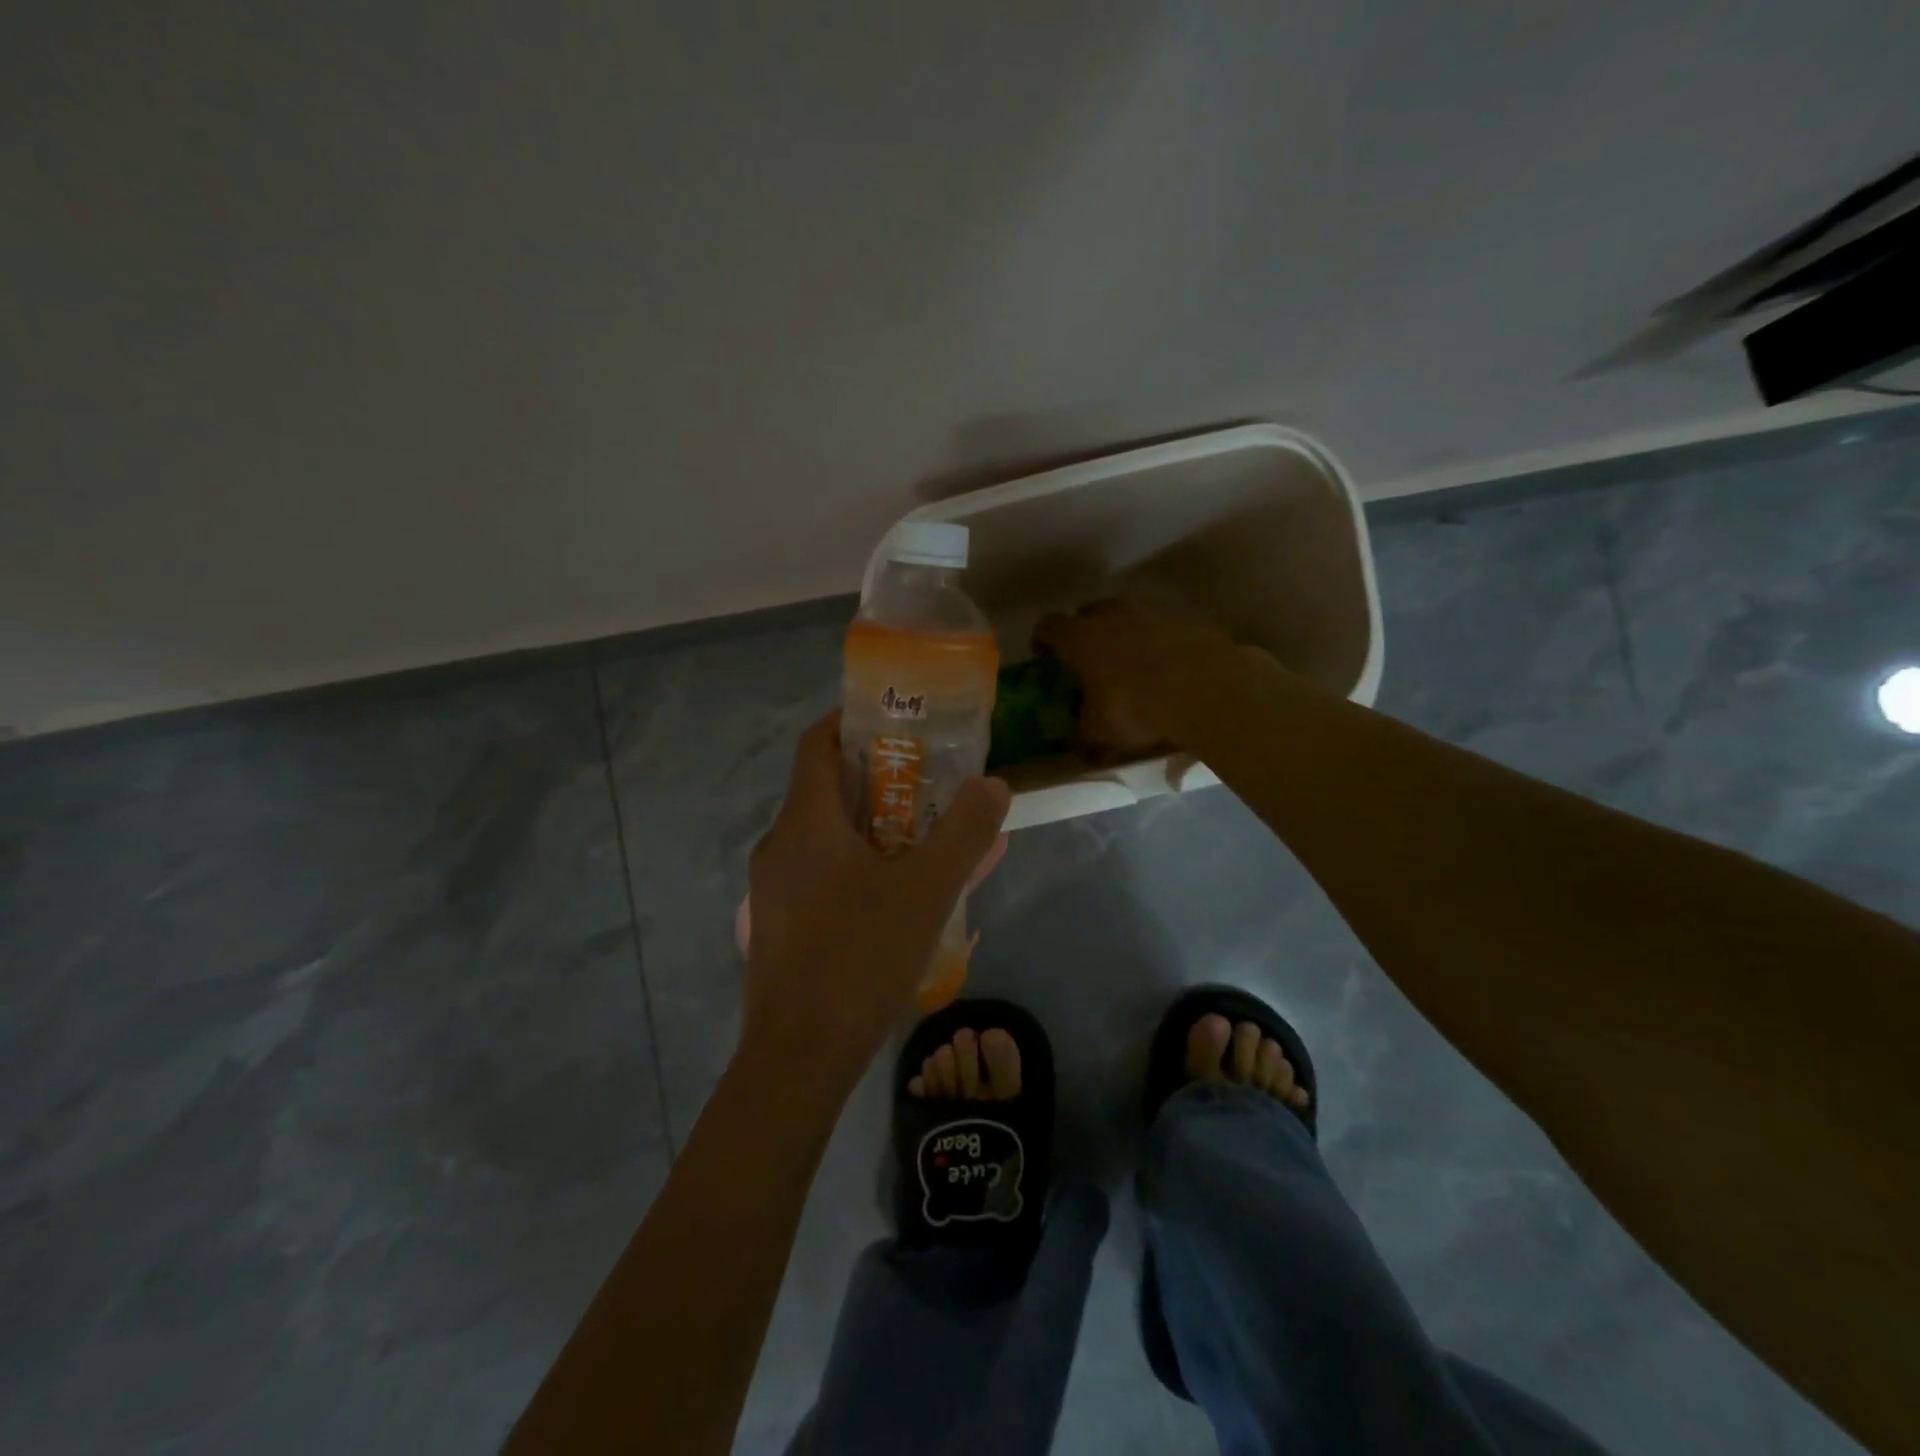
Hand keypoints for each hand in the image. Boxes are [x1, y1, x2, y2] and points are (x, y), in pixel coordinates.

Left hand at [741, 712, 1010, 1082]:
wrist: (799, 1058)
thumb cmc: (860, 957)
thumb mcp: (927, 891)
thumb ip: (965, 833)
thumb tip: (994, 784)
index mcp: (805, 821)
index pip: (817, 743)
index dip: (851, 720)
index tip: (896, 722)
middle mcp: (779, 845)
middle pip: (824, 789)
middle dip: (877, 780)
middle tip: (928, 786)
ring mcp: (772, 889)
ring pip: (824, 837)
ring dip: (870, 828)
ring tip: (921, 842)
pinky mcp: (778, 926)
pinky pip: (819, 877)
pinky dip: (856, 869)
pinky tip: (894, 900)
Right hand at [1035, 597, 1277, 759]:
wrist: (1204, 691)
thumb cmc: (1135, 708)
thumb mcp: (1101, 733)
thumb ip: (1085, 738)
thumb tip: (1082, 750)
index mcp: (1080, 638)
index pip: (1048, 626)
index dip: (1043, 640)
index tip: (1044, 655)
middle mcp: (1112, 614)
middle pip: (1089, 613)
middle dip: (1085, 632)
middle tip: (1090, 658)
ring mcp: (1152, 610)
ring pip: (1128, 615)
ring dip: (1125, 632)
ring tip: (1133, 661)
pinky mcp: (1187, 617)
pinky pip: (1163, 625)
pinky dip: (1160, 640)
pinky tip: (1169, 665)